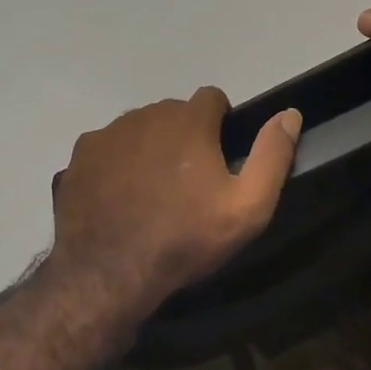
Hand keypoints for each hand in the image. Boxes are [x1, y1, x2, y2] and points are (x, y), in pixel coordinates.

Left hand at [46, 88, 301, 324]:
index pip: (212, 97)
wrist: (109, 271)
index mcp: (188, 121)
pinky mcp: (80, 156)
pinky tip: (118, 197)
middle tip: (186, 182)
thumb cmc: (185, 238)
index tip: (219, 157)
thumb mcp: (248, 207)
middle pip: (173, 113)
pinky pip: (107, 148)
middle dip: (184, 136)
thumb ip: (273, 155)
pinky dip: (116, 163)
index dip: (221, 123)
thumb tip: (290, 114)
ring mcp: (108, 134)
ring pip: (138, 129)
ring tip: (151, 192)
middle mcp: (146, 115)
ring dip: (149, 148)